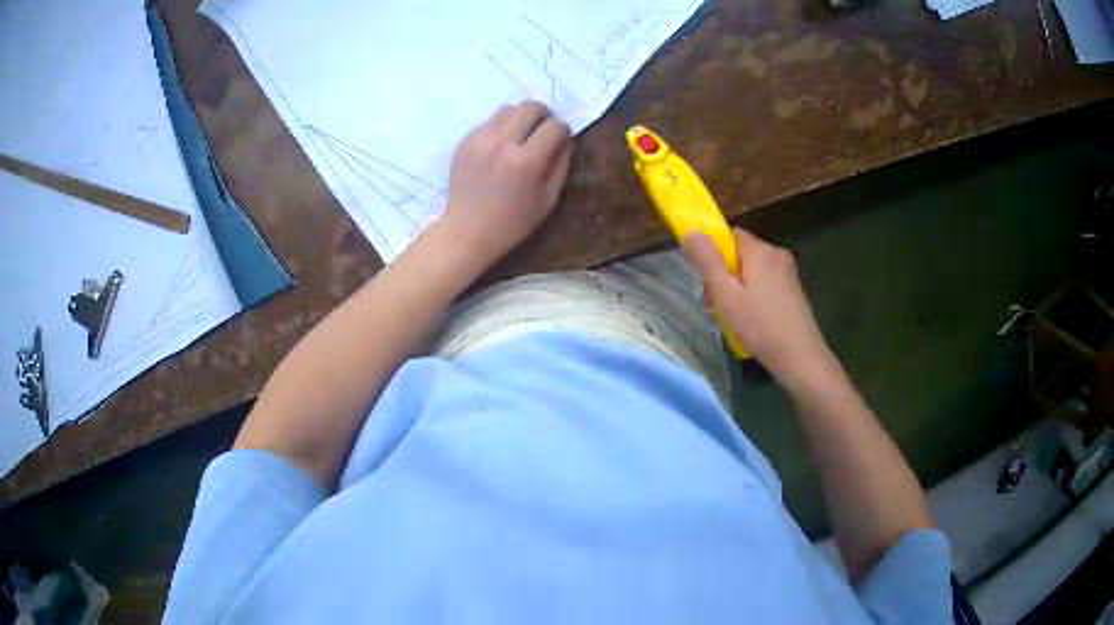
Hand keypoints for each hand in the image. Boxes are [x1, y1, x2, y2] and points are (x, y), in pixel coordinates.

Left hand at [443, 100, 572, 266]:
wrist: (467, 231)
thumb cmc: (513, 222)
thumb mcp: (549, 199)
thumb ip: (561, 164)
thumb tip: (566, 139)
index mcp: (526, 161)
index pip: (554, 126)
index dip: (563, 131)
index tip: (561, 140)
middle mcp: (502, 144)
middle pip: (530, 107)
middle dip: (543, 116)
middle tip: (543, 131)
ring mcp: (479, 140)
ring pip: (508, 109)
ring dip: (520, 118)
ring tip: (520, 137)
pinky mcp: (464, 142)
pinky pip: (488, 122)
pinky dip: (500, 128)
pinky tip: (499, 148)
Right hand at [685, 228, 843, 392]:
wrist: (800, 357)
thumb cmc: (760, 326)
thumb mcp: (727, 296)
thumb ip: (709, 262)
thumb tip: (693, 231)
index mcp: (761, 250)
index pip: (729, 235)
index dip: (712, 253)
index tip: (705, 279)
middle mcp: (776, 253)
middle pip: (740, 253)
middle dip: (723, 274)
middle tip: (715, 305)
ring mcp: (788, 271)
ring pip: (752, 269)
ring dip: (736, 287)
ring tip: (731, 316)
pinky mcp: (793, 287)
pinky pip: (765, 280)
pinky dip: (752, 293)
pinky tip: (750, 318)